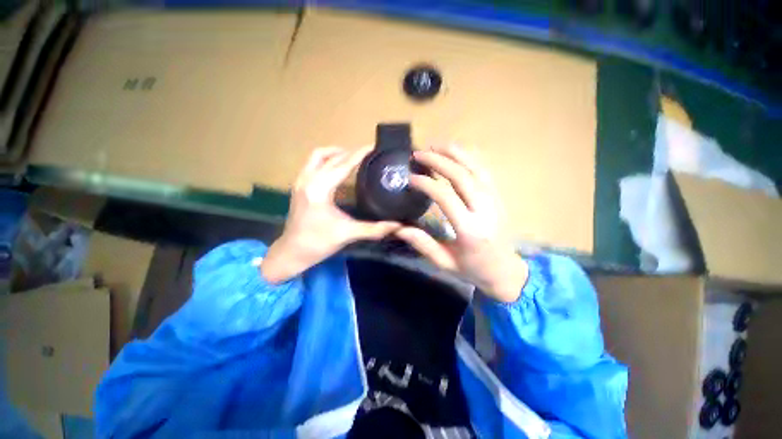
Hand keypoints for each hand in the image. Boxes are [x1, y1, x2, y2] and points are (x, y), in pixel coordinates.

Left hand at [261, 147, 400, 283]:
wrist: (291, 252)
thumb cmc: (318, 243)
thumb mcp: (348, 234)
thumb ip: (374, 229)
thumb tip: (397, 226)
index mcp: (319, 190)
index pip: (342, 165)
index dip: (359, 155)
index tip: (373, 146)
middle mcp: (308, 180)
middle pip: (330, 157)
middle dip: (349, 153)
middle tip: (367, 154)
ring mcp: (300, 182)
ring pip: (317, 156)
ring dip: (335, 153)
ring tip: (352, 158)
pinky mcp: (298, 186)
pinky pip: (312, 164)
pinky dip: (326, 160)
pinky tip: (337, 169)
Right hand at [395, 146, 527, 302]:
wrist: (505, 270)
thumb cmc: (473, 269)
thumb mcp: (444, 262)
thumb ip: (423, 244)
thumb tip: (398, 228)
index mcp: (469, 230)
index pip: (445, 197)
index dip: (426, 184)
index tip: (411, 177)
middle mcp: (484, 210)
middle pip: (461, 176)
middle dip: (438, 160)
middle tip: (418, 153)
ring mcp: (494, 200)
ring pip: (475, 168)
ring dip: (454, 153)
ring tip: (435, 145)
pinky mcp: (498, 196)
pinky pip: (484, 171)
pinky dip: (469, 157)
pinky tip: (455, 152)